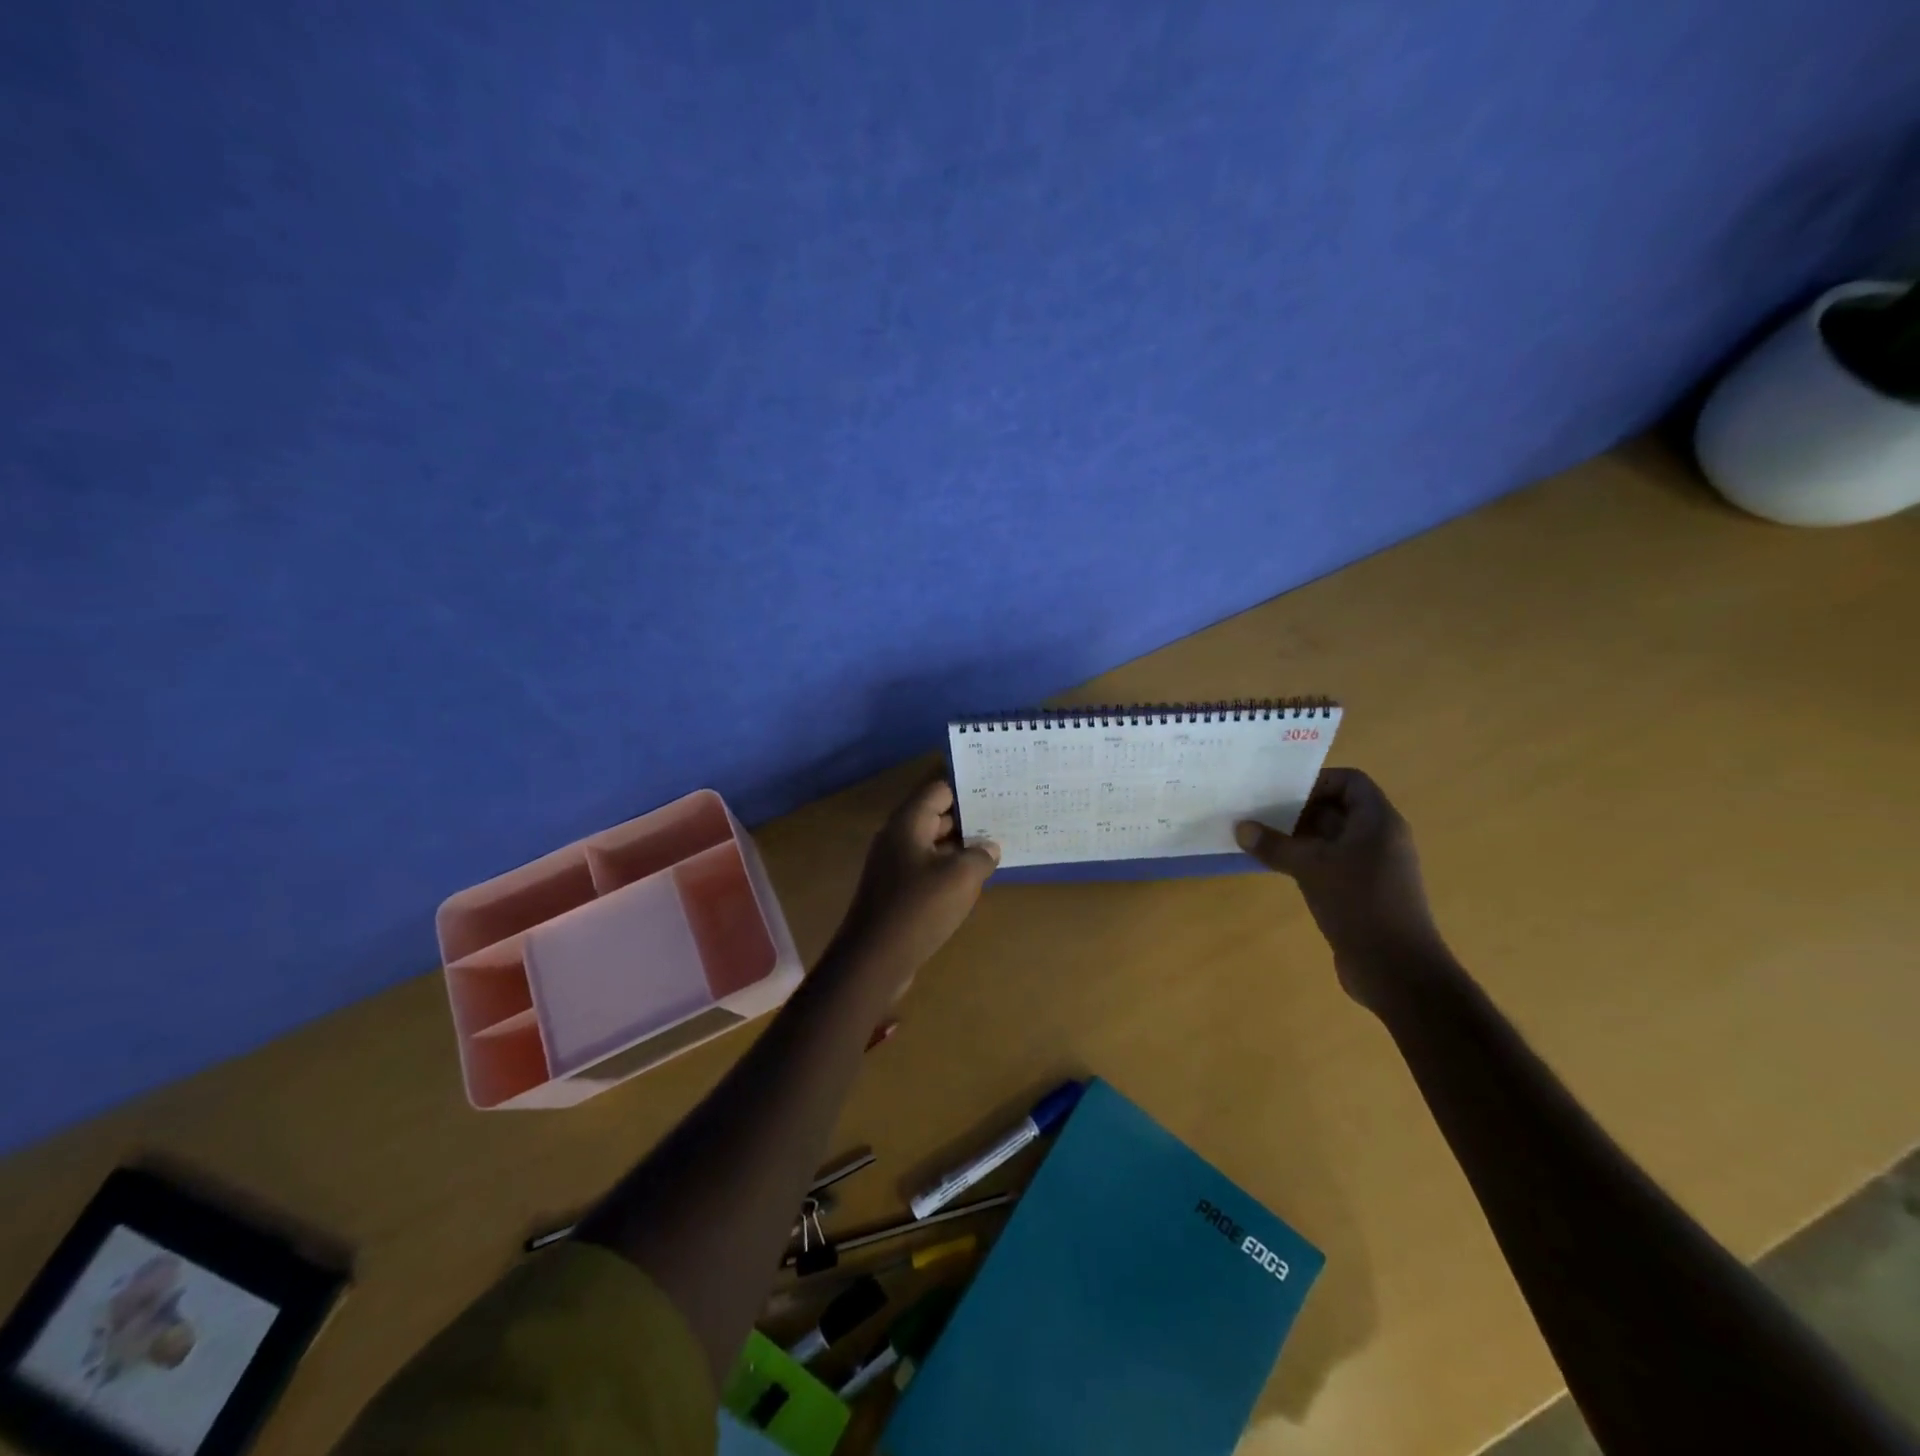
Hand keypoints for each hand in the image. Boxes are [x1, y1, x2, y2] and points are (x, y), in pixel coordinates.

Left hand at [833, 777, 998, 987]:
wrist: (873, 961)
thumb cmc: (918, 909)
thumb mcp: (960, 877)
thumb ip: (980, 855)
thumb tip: (989, 846)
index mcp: (908, 823)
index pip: (938, 789)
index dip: (967, 787)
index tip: (996, 787)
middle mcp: (897, 838)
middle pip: (935, 815)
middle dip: (968, 816)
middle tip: (1004, 817)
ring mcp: (894, 866)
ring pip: (932, 844)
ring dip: (960, 845)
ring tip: (996, 846)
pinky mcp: (896, 892)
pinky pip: (927, 869)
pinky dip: (949, 869)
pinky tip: (973, 879)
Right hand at [1235, 768, 1450, 1005]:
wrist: (1396, 969)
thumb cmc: (1359, 903)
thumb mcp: (1310, 867)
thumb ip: (1274, 845)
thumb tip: (1240, 828)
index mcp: (1378, 821)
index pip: (1350, 781)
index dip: (1317, 780)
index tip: (1282, 792)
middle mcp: (1380, 838)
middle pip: (1339, 807)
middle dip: (1300, 808)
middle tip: (1261, 813)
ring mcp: (1374, 866)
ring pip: (1333, 837)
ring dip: (1299, 836)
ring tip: (1262, 838)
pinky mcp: (1363, 891)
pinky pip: (1332, 862)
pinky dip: (1307, 860)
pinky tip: (1278, 868)